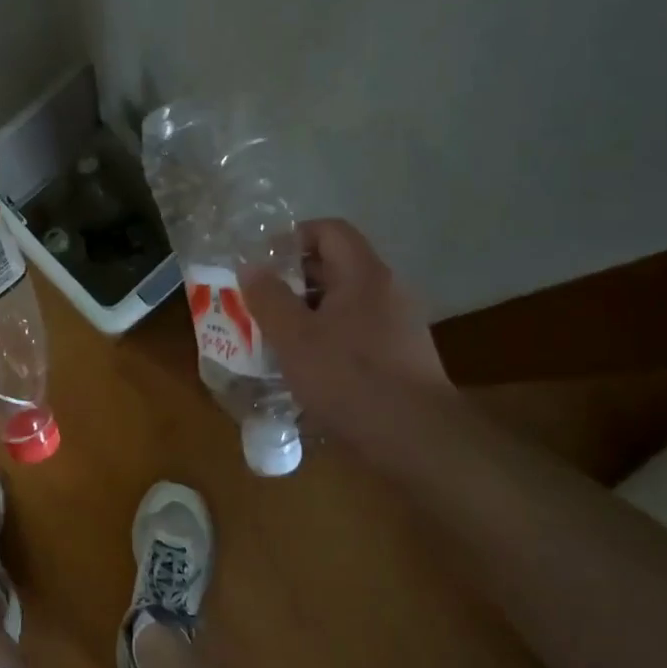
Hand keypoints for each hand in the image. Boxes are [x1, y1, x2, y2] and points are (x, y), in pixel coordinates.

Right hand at [240, 218, 451, 442]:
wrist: (416, 438)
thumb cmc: (349, 378)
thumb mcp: (294, 337)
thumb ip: (268, 298)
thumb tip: (250, 267)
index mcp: (364, 274)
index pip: (330, 230)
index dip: (292, 237)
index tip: (262, 263)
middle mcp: (387, 290)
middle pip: (336, 265)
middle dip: (292, 279)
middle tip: (258, 300)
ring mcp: (398, 324)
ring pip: (344, 301)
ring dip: (307, 311)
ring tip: (274, 334)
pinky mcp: (400, 355)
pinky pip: (356, 330)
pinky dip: (327, 336)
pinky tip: (305, 365)